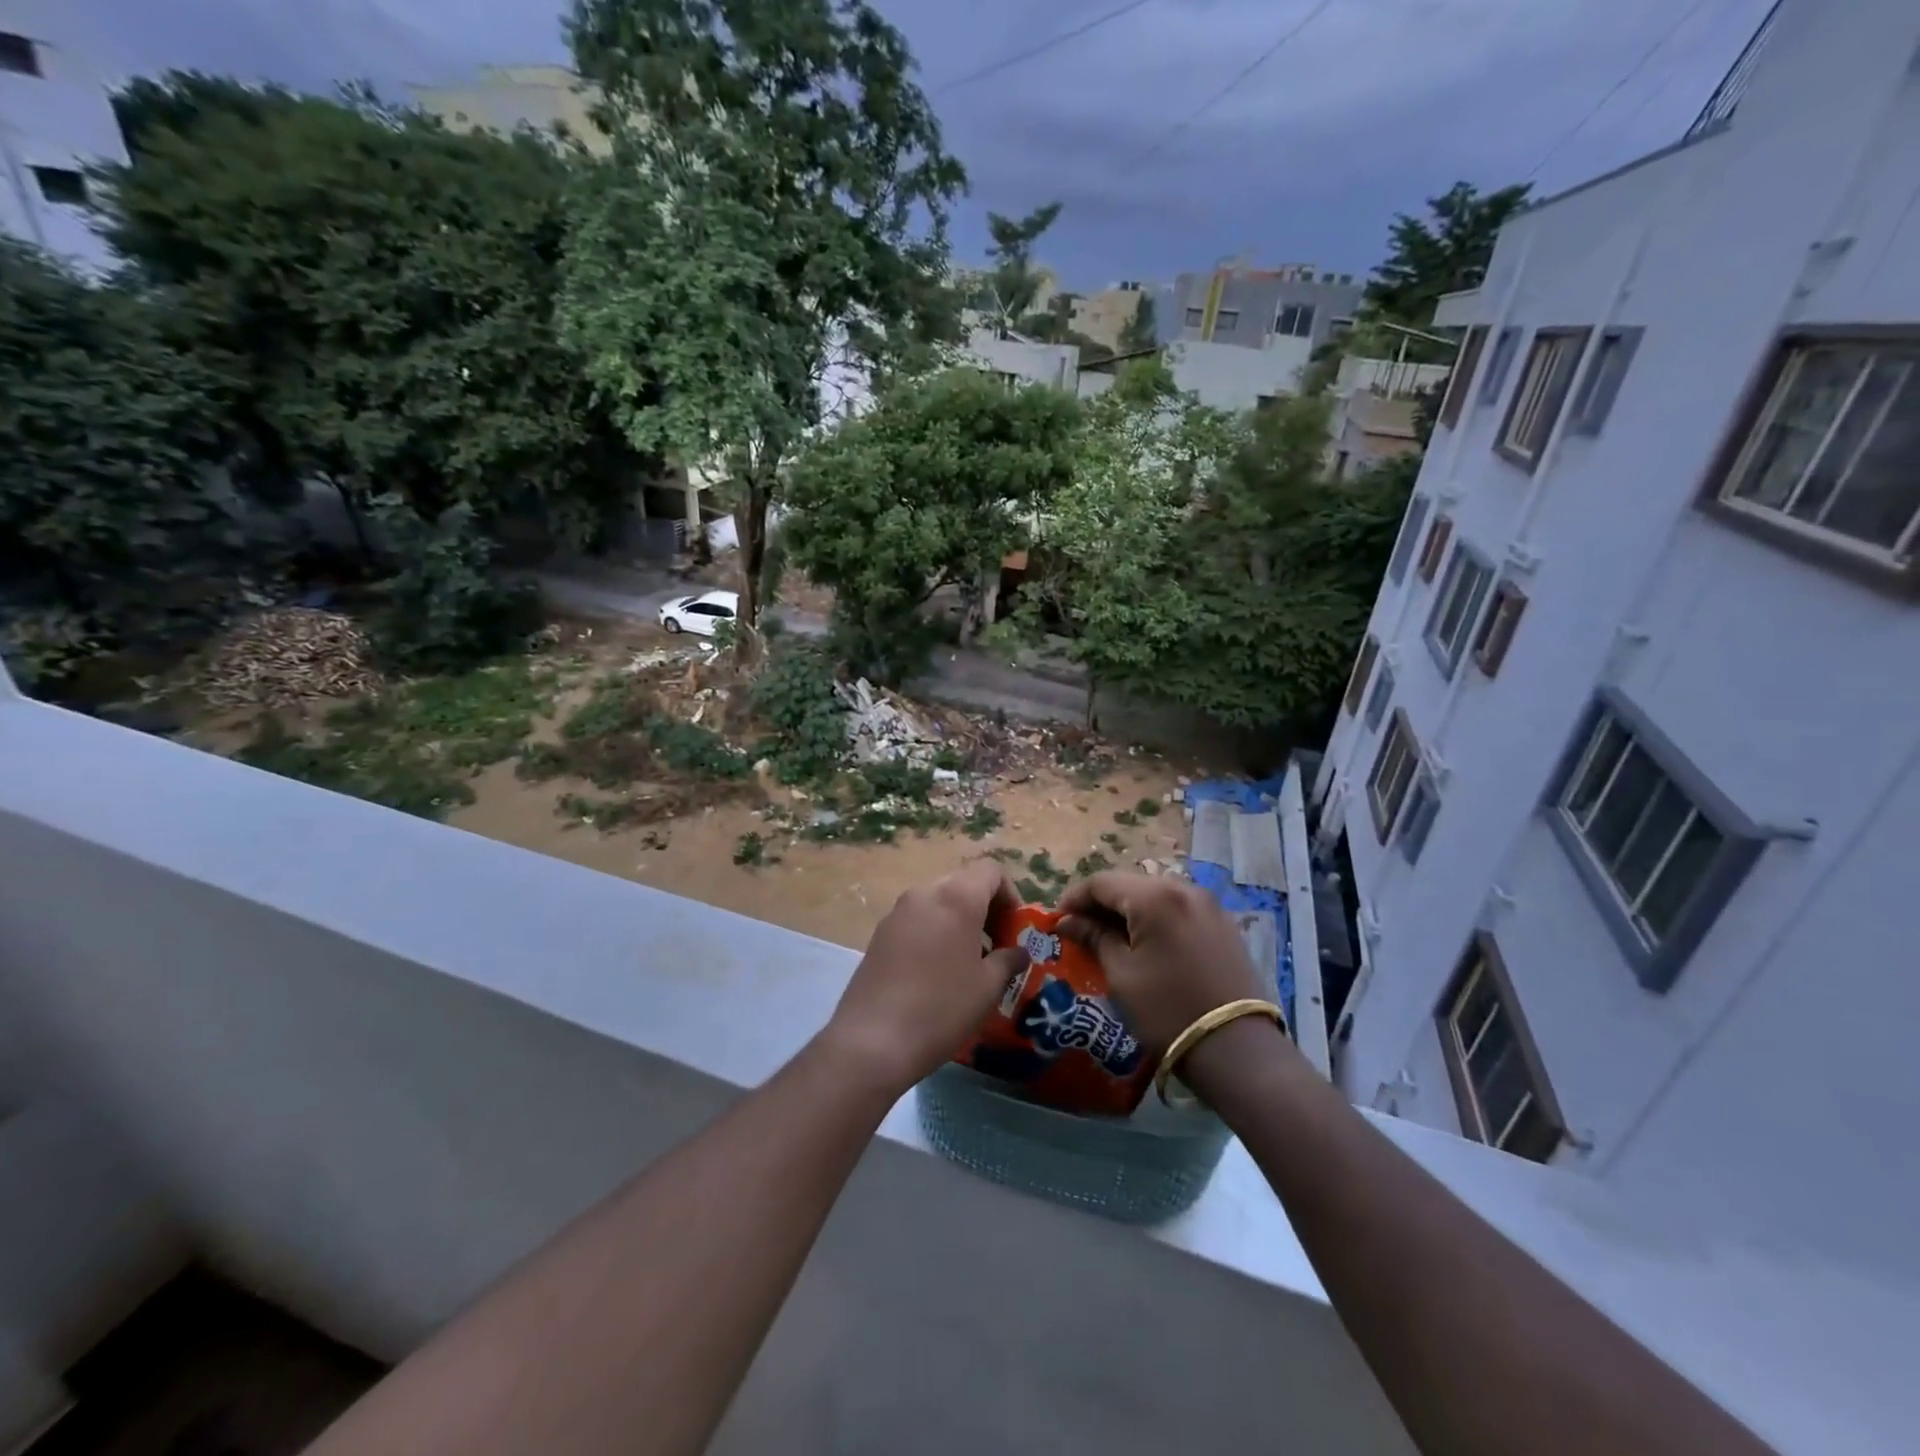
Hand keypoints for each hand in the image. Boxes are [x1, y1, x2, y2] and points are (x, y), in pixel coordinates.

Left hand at [821, 862, 1029, 1097]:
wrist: (872, 1041)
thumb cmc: (941, 1009)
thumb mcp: (987, 988)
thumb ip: (1008, 961)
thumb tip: (1018, 952)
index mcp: (957, 898)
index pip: (991, 872)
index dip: (1010, 894)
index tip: (1015, 929)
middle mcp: (924, 894)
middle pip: (964, 885)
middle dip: (985, 910)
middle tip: (996, 948)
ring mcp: (897, 913)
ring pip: (938, 904)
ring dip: (959, 923)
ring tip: (967, 964)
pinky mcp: (879, 934)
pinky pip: (917, 922)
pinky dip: (934, 934)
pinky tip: (935, 974)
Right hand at [1057, 872, 1275, 1055]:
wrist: (1238, 1050)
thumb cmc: (1168, 1011)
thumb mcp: (1122, 975)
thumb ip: (1094, 938)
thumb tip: (1068, 921)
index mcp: (1155, 897)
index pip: (1102, 882)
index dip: (1074, 898)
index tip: (1057, 921)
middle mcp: (1184, 889)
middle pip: (1130, 884)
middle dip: (1101, 904)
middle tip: (1080, 930)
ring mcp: (1209, 905)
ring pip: (1155, 895)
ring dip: (1128, 911)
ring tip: (1110, 938)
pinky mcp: (1224, 924)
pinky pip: (1178, 909)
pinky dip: (1155, 919)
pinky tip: (1145, 943)